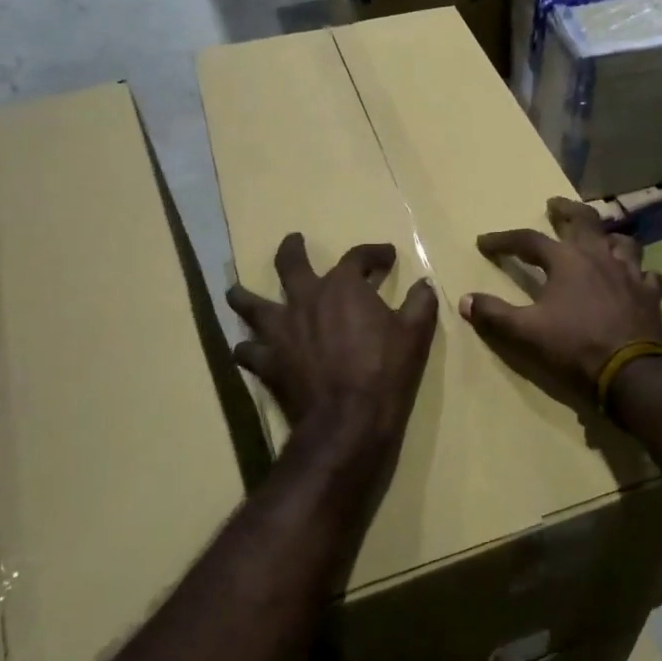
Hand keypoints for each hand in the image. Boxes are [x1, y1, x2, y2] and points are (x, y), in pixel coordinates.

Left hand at [227, 234, 437, 445]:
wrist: (348, 419)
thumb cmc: (386, 371)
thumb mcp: (416, 333)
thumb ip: (420, 303)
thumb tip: (424, 283)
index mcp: (343, 287)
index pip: (358, 256)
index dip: (374, 253)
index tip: (387, 256)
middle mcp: (305, 299)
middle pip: (290, 264)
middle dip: (292, 249)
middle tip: (294, 241)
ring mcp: (280, 330)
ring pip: (251, 303)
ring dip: (244, 295)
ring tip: (237, 291)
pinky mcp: (267, 362)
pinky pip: (247, 350)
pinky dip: (247, 348)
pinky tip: (247, 349)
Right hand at [460, 197, 661, 398]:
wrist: (631, 373)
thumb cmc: (574, 347)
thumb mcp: (525, 333)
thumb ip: (494, 314)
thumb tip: (465, 300)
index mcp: (566, 261)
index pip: (528, 241)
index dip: (504, 240)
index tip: (484, 242)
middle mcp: (599, 257)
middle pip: (583, 221)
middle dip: (565, 211)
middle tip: (553, 205)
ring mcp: (630, 273)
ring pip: (621, 242)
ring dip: (607, 237)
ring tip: (599, 239)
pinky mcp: (650, 295)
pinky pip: (648, 275)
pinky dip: (639, 273)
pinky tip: (637, 278)